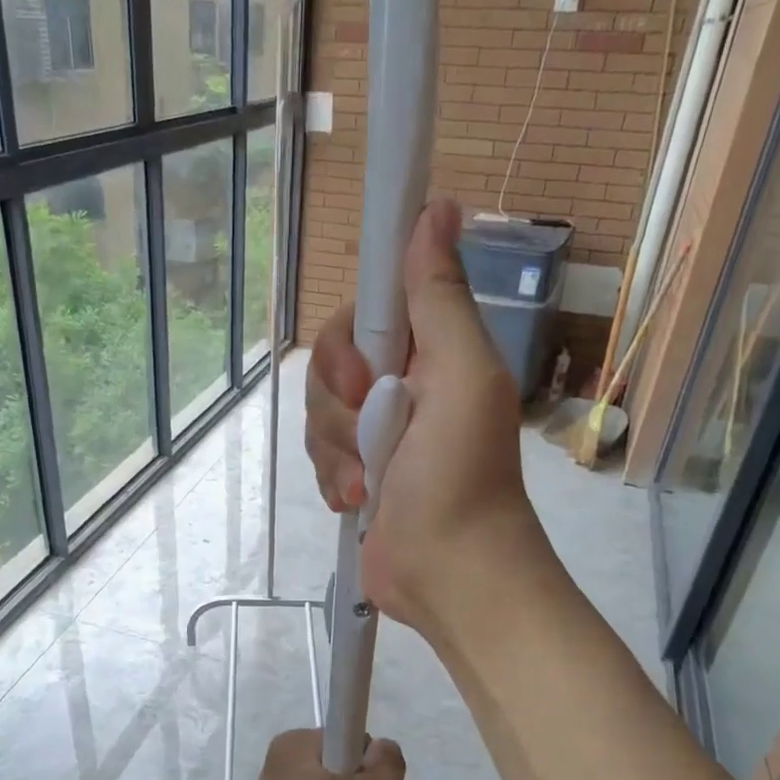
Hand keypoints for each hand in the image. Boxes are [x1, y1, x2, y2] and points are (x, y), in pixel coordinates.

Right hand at [304, 199, 545, 635]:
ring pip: (317, 412)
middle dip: (340, 405)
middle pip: (329, 363)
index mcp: (429, 352)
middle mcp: (399, 384)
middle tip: (373, 435)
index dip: (350, 338)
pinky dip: (333, 479)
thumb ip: (439, 299)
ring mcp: (373, 432)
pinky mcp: (354, 472)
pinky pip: (317, 456)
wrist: (450, 572)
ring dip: (338, 451)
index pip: (364, 311)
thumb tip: (436, 207)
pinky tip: (357, 502)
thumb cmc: (462, 474)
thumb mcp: (462, 377)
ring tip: (369, 483)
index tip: (363, 374)